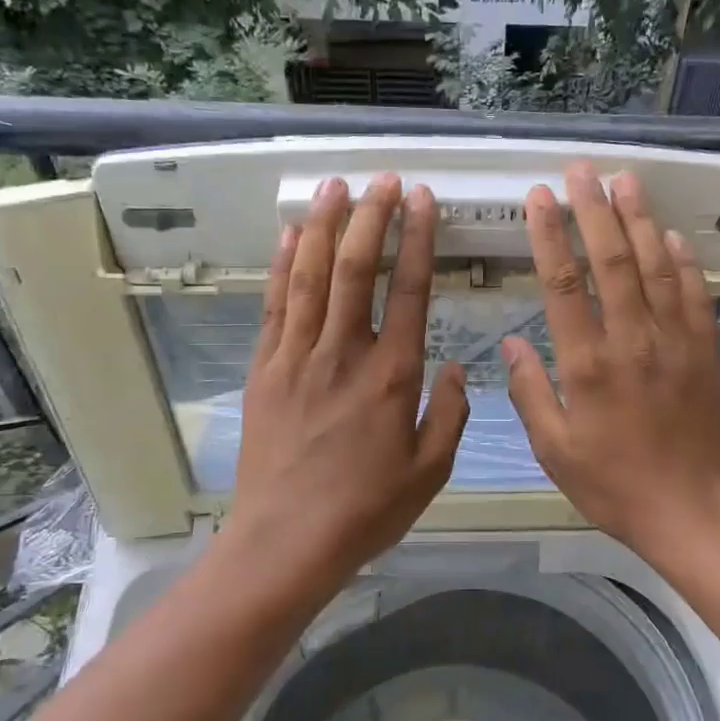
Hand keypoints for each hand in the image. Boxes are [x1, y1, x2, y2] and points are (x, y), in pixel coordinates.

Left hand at [229, 173, 468, 582]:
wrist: (286, 541)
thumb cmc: (366, 510)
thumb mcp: (431, 470)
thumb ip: (450, 413)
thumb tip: (455, 367)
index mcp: (392, 375)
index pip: (410, 290)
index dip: (419, 239)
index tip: (424, 200)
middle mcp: (343, 353)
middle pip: (355, 268)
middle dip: (371, 216)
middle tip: (383, 179)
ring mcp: (297, 357)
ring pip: (310, 275)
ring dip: (323, 225)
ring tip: (335, 186)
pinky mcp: (264, 369)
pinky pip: (274, 304)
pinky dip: (282, 264)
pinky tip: (289, 235)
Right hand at [503, 163, 719, 564]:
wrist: (690, 510)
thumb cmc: (613, 484)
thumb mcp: (554, 451)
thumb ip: (530, 393)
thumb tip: (514, 344)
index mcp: (587, 365)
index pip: (564, 284)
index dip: (550, 235)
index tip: (539, 197)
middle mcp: (632, 341)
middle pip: (611, 261)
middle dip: (593, 210)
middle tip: (581, 170)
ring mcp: (674, 342)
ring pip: (654, 267)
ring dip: (638, 220)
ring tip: (625, 181)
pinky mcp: (704, 352)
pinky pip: (694, 295)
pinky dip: (682, 262)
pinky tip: (670, 236)